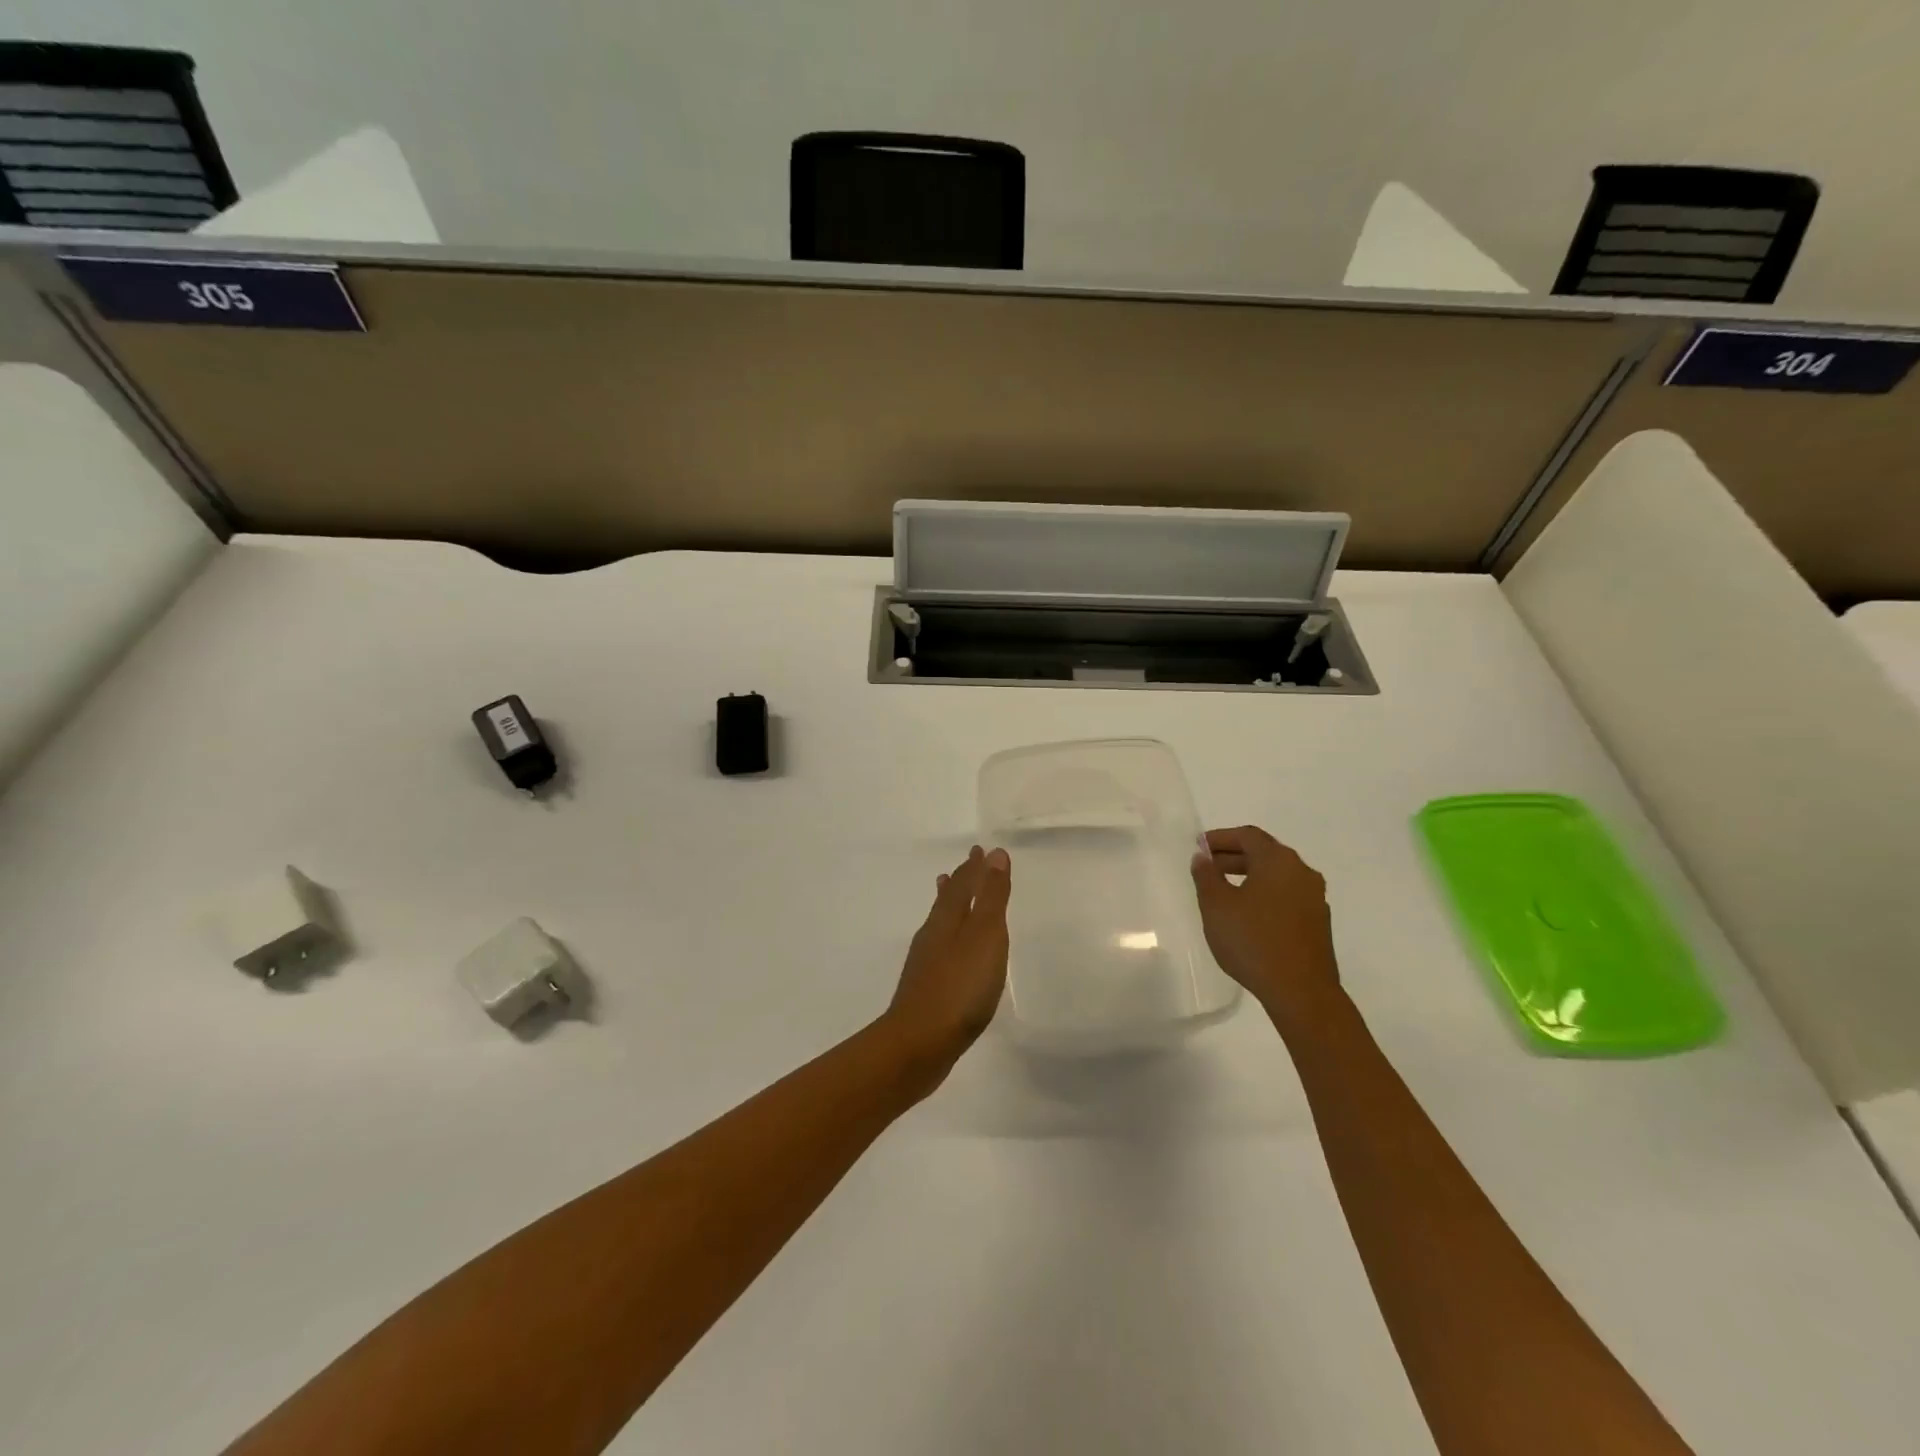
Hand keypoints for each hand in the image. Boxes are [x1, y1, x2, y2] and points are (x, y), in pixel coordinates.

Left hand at [884, 846, 1011, 1076]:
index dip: (973, 867)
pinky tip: (950, 949)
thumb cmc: (959, 987)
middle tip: (967, 863)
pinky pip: (940, 947)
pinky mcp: (926, 988)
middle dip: (960, 880)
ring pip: (940, 922)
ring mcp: (926, 962)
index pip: (962, 883)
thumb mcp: (984, 937)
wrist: (919, 1044)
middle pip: (947, 900)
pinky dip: (948, 934)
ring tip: (948, 891)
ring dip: (949, 904)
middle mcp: (933, 934)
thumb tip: (994, 854)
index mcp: (947, 919)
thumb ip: (991, 898)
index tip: (980, 849)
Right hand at [1191, 826, 1340, 1026]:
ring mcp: (1314, 898)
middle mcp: (1302, 872)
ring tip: (1223, 892)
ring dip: (1249, 876)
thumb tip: (1203, 857)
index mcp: (1278, 861)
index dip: (1220, 838)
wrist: (1301, 992)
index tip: (1198, 847)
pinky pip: (1286, 896)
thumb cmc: (1253, 940)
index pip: (1248, 835)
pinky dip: (1264, 895)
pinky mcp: (1317, 923)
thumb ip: (1206, 876)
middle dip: (1233, 856)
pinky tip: (1247, 916)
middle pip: (1264, 853)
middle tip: (1207, 868)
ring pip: (1277, 876)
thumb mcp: (1217, 906)